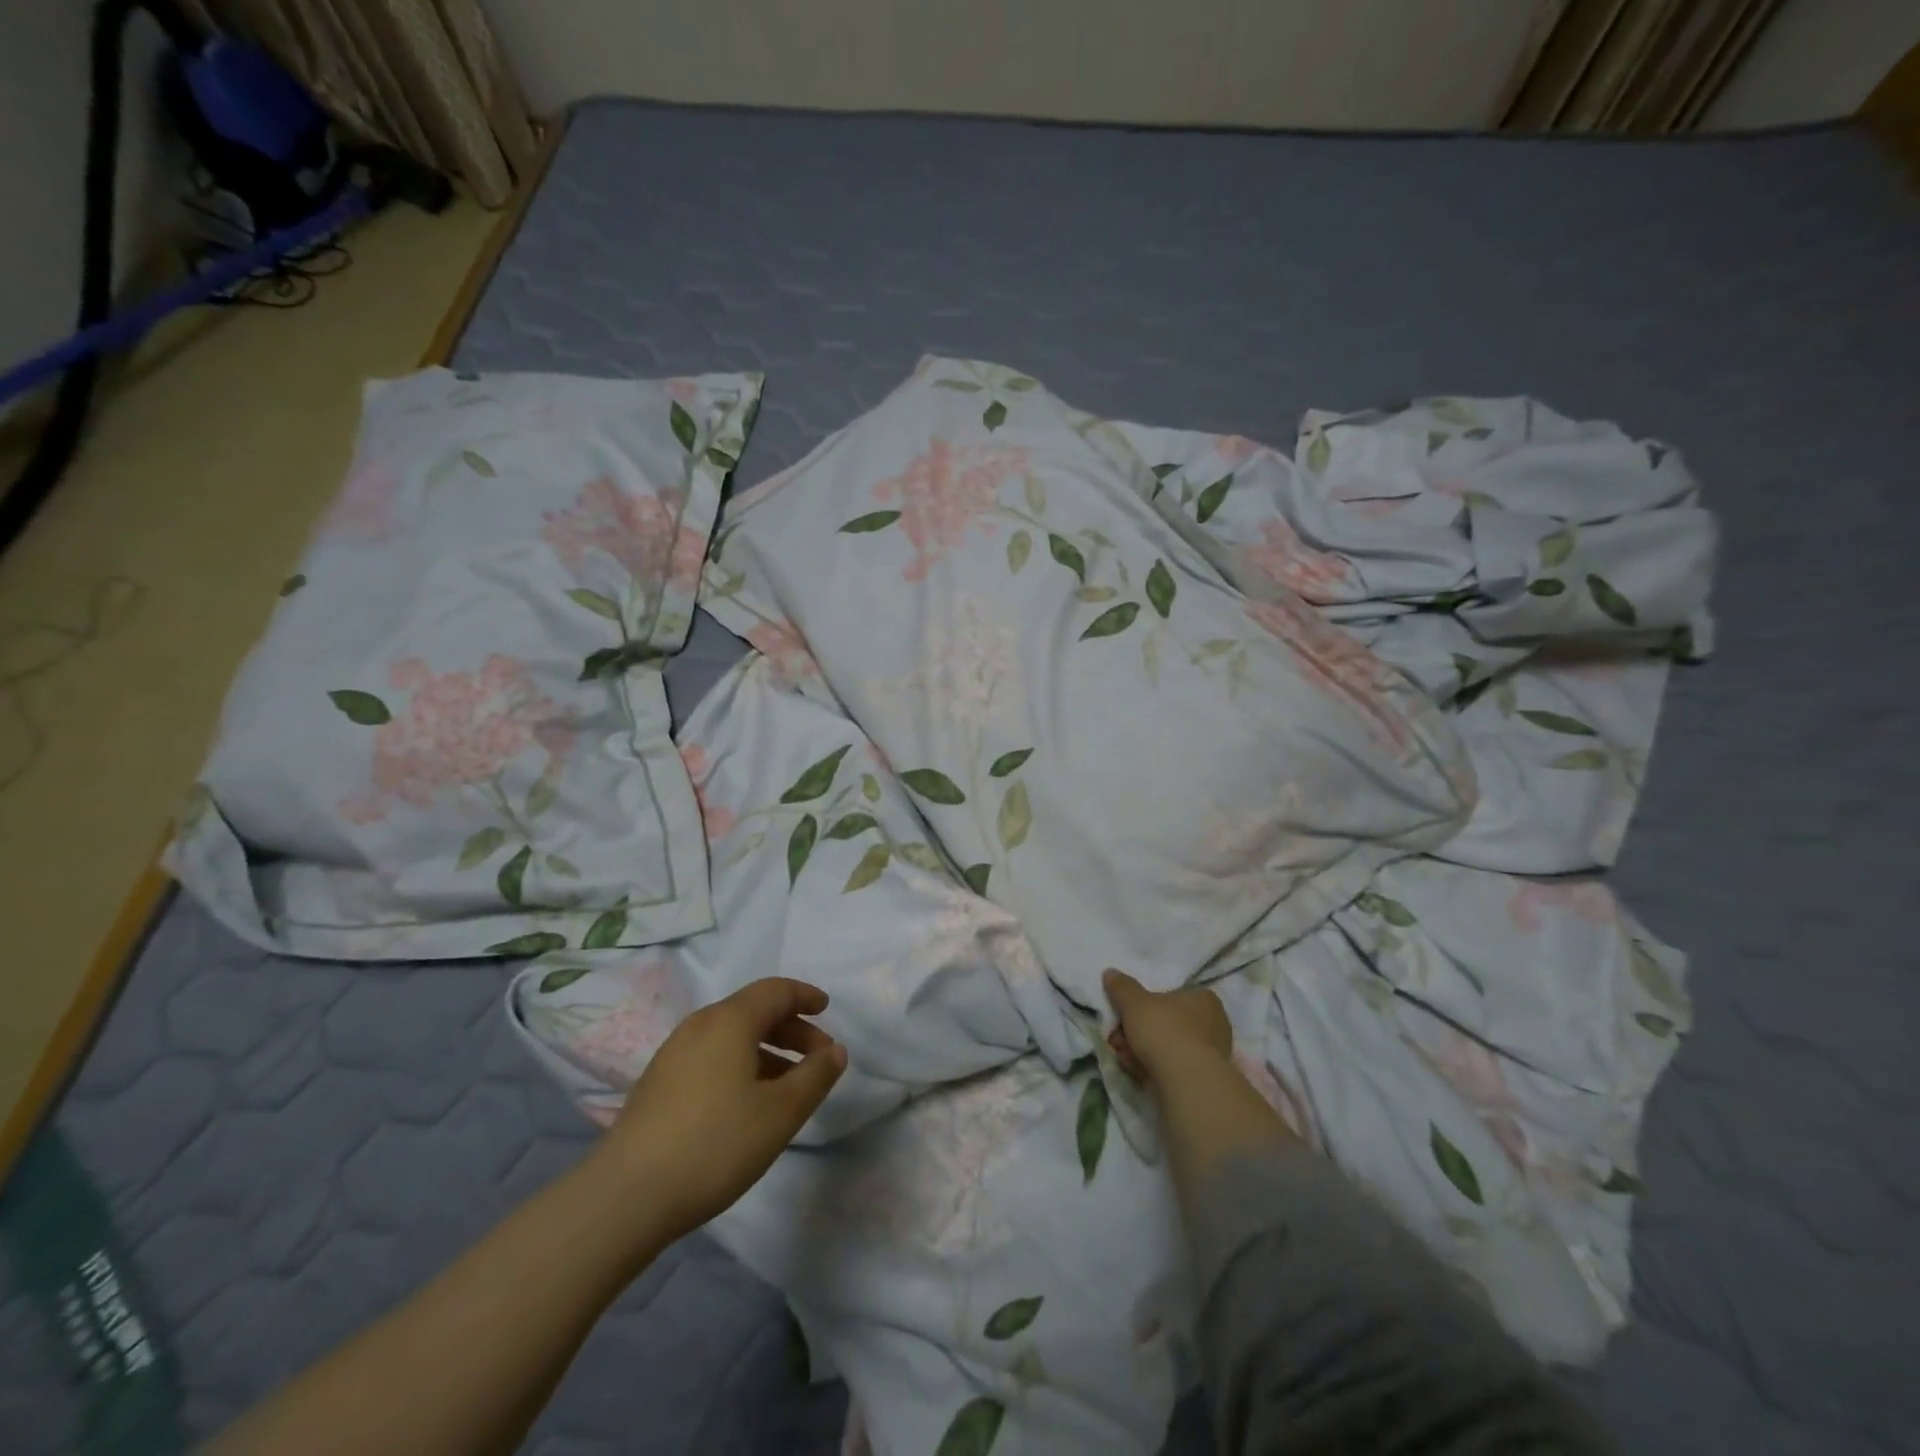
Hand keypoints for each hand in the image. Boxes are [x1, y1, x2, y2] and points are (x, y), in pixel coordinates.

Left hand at [598, 977, 846, 1241]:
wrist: (626, 1196)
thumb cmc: (715, 1144)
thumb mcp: (780, 1113)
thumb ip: (815, 1077)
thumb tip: (835, 1051)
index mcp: (730, 1020)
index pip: (776, 991)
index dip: (805, 996)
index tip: (828, 1010)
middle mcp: (699, 1025)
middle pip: (754, 1011)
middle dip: (791, 1028)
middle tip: (818, 1057)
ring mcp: (673, 1053)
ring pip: (732, 1036)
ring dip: (767, 1050)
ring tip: (788, 1085)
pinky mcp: (658, 1083)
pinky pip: (712, 1056)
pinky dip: (741, 1064)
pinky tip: (748, 1102)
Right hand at [1103, 967, 1231, 1088]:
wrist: (1186, 1080)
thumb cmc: (1164, 1030)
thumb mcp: (1134, 1002)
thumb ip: (1122, 987)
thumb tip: (1110, 972)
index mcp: (1204, 999)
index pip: (1172, 995)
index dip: (1143, 1005)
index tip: (1124, 1014)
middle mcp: (1213, 1024)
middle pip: (1166, 1022)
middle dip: (1137, 1030)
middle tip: (1117, 1037)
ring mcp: (1210, 1054)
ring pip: (1167, 1046)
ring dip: (1140, 1049)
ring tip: (1121, 1055)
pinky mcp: (1202, 1079)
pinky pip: (1172, 1067)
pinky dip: (1152, 1067)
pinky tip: (1134, 1070)